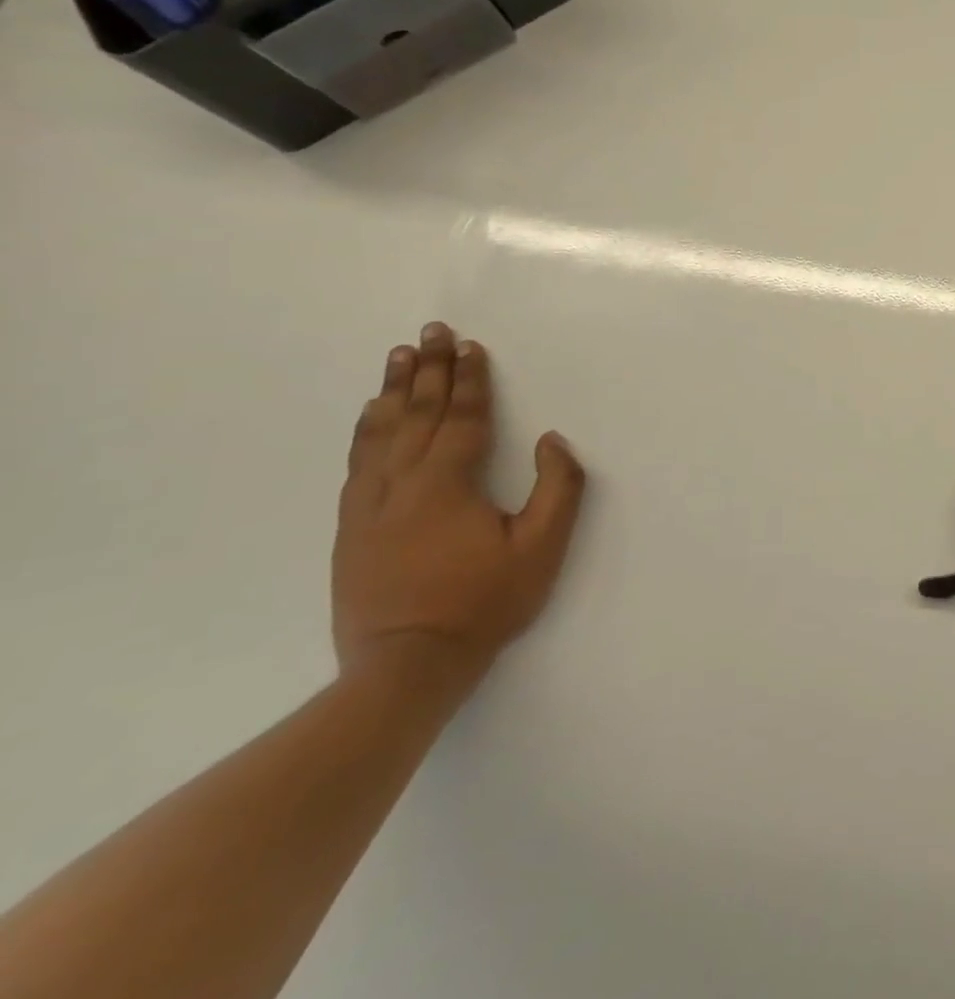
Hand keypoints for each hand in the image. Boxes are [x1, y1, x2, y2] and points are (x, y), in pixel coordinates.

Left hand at [333, 322, 586, 687]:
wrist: (405, 667)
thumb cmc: (483, 604)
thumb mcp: (542, 548)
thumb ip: (558, 489)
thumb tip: (552, 441)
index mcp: (447, 483)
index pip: (463, 418)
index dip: (470, 380)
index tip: (470, 346)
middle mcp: (402, 483)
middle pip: (417, 413)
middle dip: (428, 369)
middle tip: (431, 331)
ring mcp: (369, 506)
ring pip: (381, 432)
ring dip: (393, 390)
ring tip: (397, 356)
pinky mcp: (351, 528)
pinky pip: (358, 462)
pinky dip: (365, 430)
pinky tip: (370, 415)